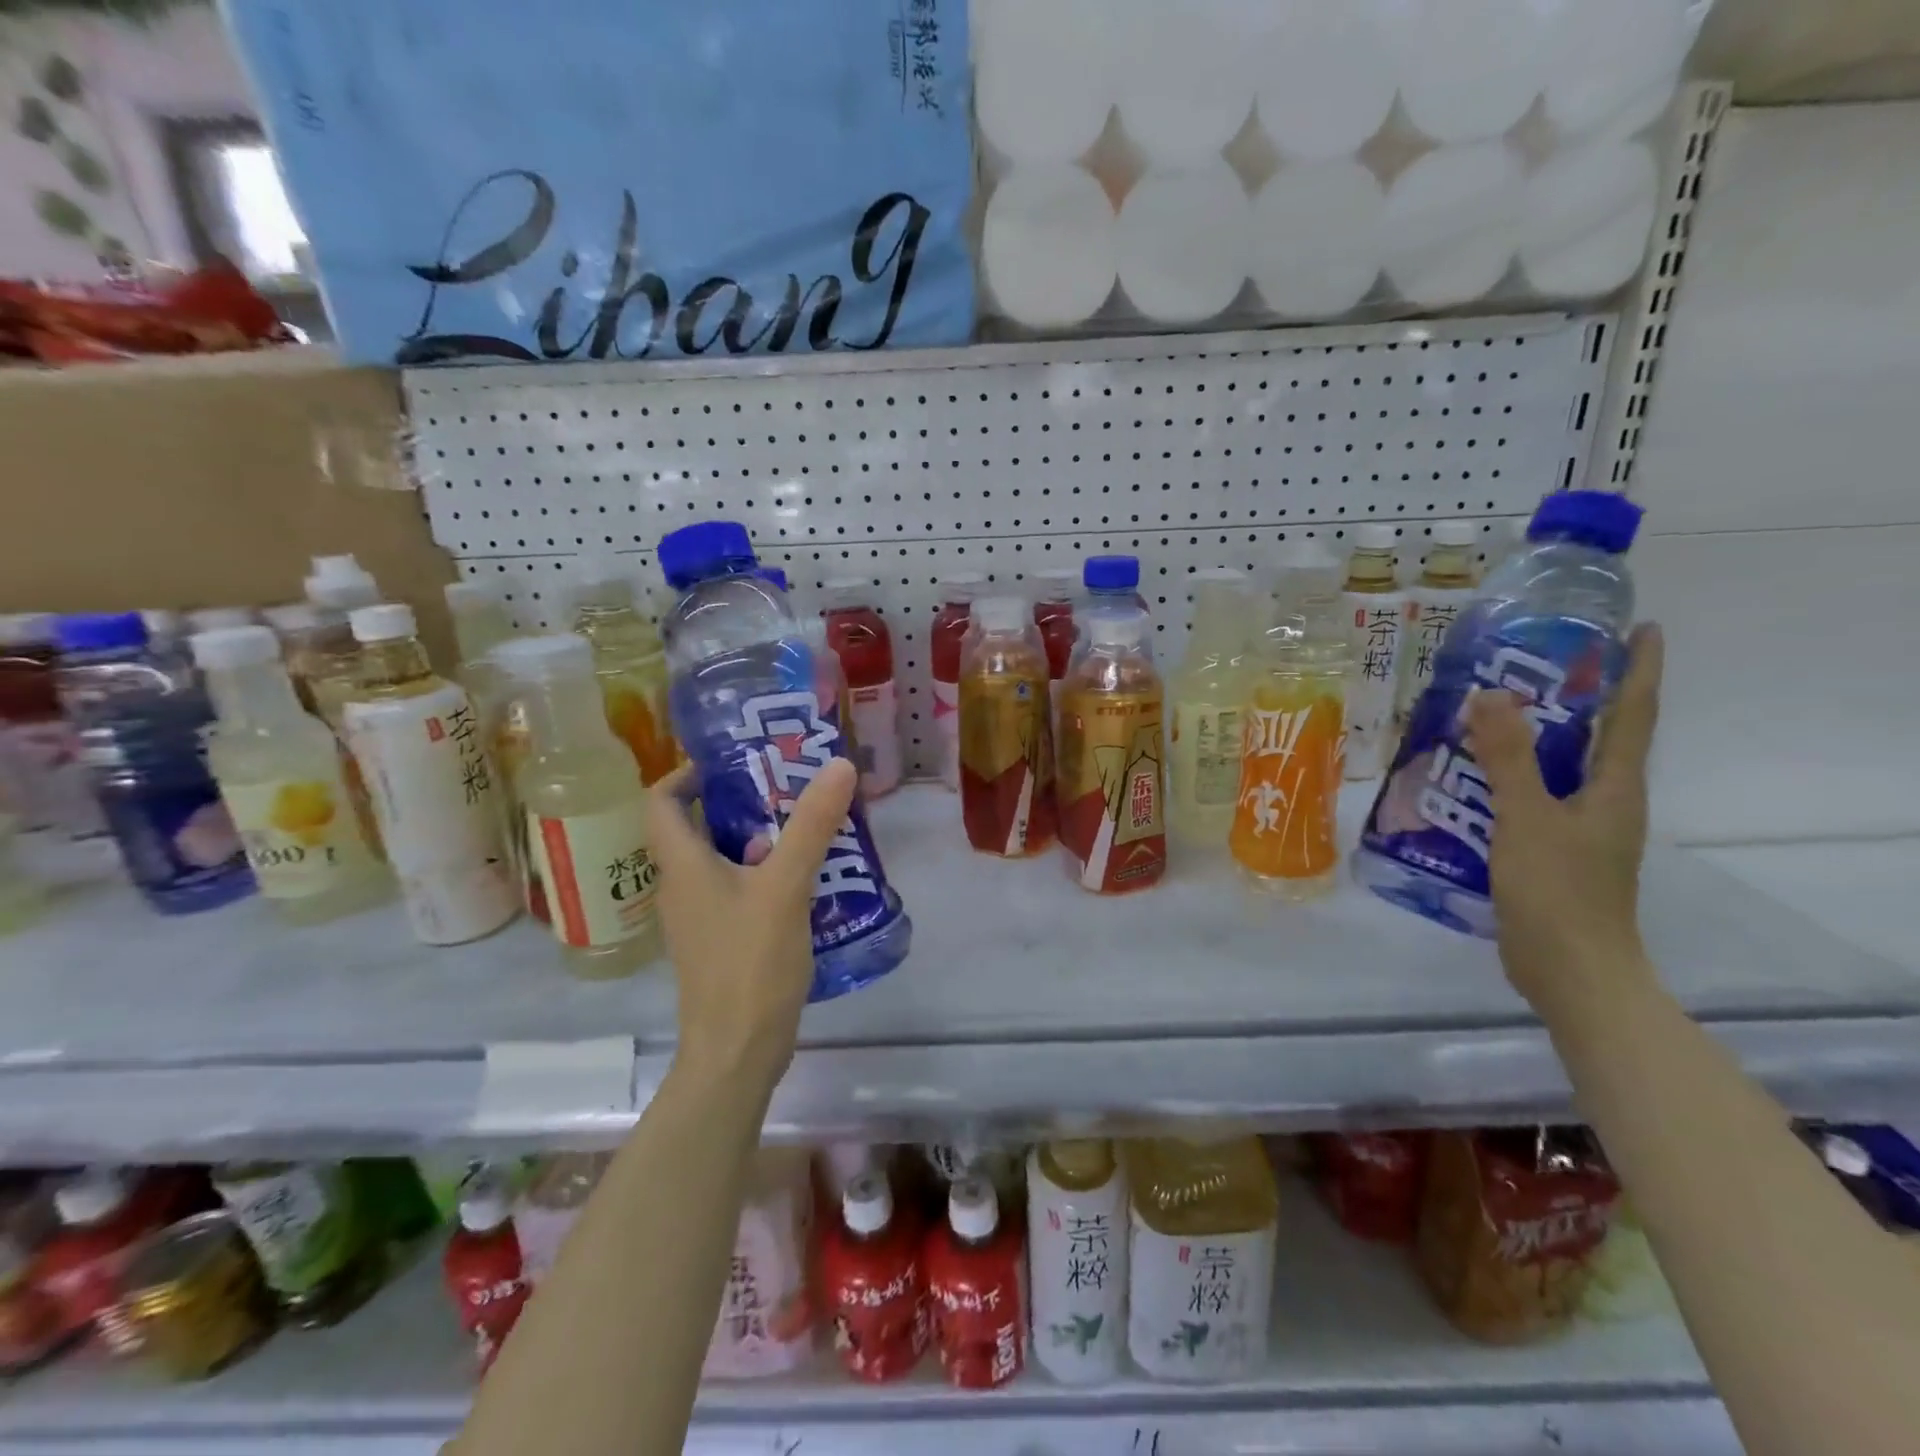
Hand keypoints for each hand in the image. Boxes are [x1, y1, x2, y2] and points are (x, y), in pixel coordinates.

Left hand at [646, 759, 858, 1091]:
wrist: (738, 1051)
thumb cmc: (750, 963)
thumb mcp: (785, 887)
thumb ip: (812, 825)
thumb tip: (838, 764)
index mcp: (683, 865)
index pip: (663, 801)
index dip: (689, 773)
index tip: (736, 761)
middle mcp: (682, 886)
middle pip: (699, 826)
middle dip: (740, 799)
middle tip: (788, 783)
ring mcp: (701, 916)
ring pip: (723, 858)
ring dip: (760, 835)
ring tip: (807, 822)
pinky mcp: (723, 939)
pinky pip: (739, 888)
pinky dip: (766, 872)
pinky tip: (809, 875)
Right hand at [1467, 624, 1663, 1015]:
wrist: (1570, 971)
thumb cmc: (1558, 891)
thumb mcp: (1528, 818)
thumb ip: (1507, 758)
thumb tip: (1491, 695)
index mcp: (1616, 788)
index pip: (1633, 715)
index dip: (1640, 669)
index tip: (1643, 627)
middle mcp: (1606, 802)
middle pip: (1599, 737)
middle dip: (1580, 697)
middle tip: (1537, 662)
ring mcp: (1580, 829)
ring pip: (1560, 768)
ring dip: (1534, 737)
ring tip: (1488, 713)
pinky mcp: (1552, 851)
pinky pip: (1533, 797)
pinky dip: (1508, 776)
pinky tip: (1468, 777)